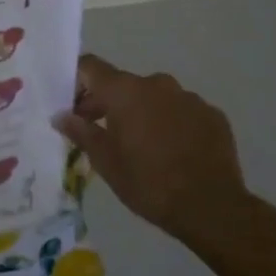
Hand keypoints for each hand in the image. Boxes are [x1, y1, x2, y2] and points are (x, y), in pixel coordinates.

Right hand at [53, 54, 257, 252]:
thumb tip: (61, 116)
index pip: (91, 67)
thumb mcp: (105, 161)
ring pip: (155, 98)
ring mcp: (189, 98)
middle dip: (107, 103)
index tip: (72, 105)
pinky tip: (172, 151)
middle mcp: (157, 84)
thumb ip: (81, 132)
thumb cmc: (148, 183)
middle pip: (122, 84)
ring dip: (142, 113)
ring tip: (141, 146)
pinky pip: (182, 112)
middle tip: (99, 132)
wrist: (212, 208)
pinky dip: (171, 123)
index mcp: (125, 91)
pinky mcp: (213, 115)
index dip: (77, 80)